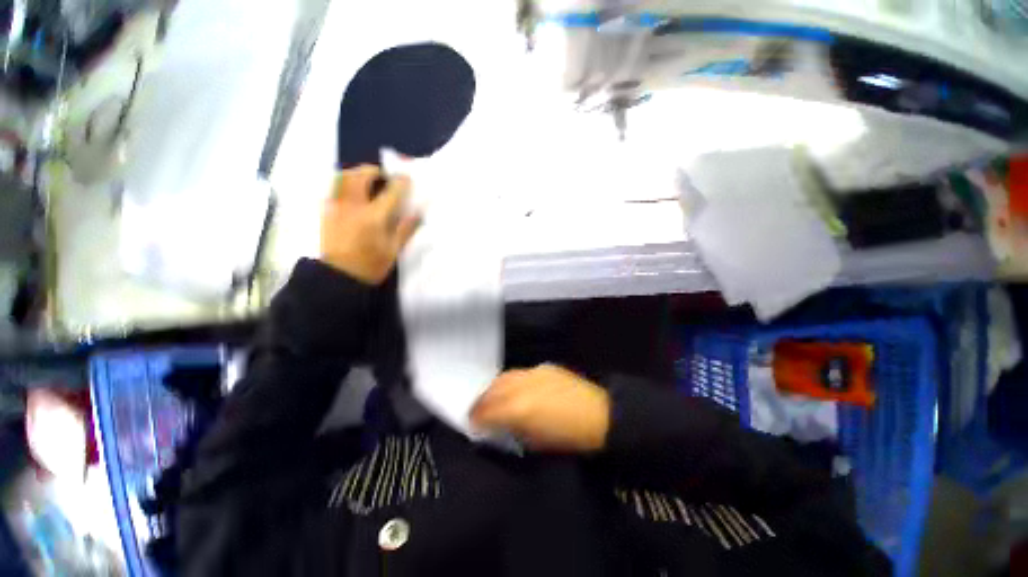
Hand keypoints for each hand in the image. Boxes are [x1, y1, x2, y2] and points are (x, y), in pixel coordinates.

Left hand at [320, 165, 420, 284]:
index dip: (400, 182)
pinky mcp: (326, 211)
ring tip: (366, 180)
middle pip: (360, 176)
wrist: (338, 276)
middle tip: (382, 175)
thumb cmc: (370, 265)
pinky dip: (344, 184)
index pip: (390, 192)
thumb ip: (405, 229)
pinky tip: (352, 193)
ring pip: (343, 178)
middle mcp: (353, 206)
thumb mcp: (393, 250)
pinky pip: (334, 188)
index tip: (406, 177)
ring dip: (356, 174)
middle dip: (373, 171)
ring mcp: (336, 206)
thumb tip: (417, 214)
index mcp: (373, 217)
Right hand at [471, 364, 610, 452]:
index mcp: (519, 409)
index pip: (487, 410)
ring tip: (492, 397)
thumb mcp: (535, 442)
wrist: (601, 416)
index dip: (475, 417)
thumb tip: (497, 425)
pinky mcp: (545, 368)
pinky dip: (512, 381)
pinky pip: (521, 373)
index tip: (471, 423)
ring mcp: (534, 373)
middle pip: (493, 389)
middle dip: (481, 400)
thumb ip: (511, 430)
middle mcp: (522, 386)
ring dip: (495, 388)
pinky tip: (514, 389)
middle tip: (476, 409)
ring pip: (505, 377)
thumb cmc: (569, 438)